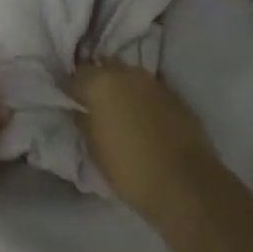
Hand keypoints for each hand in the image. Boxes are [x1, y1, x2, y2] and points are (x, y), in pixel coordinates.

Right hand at [67, 61, 217, 226]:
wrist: (184, 184)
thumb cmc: (130, 169)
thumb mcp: (95, 149)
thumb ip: (85, 122)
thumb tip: (82, 112)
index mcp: (101, 84)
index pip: (76, 75)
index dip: (70, 88)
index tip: (67, 100)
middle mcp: (127, 74)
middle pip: (104, 68)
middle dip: (96, 81)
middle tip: (91, 101)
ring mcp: (153, 82)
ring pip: (128, 76)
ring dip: (120, 87)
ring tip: (116, 108)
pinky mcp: (174, 95)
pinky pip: (148, 90)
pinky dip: (140, 98)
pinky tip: (140, 116)